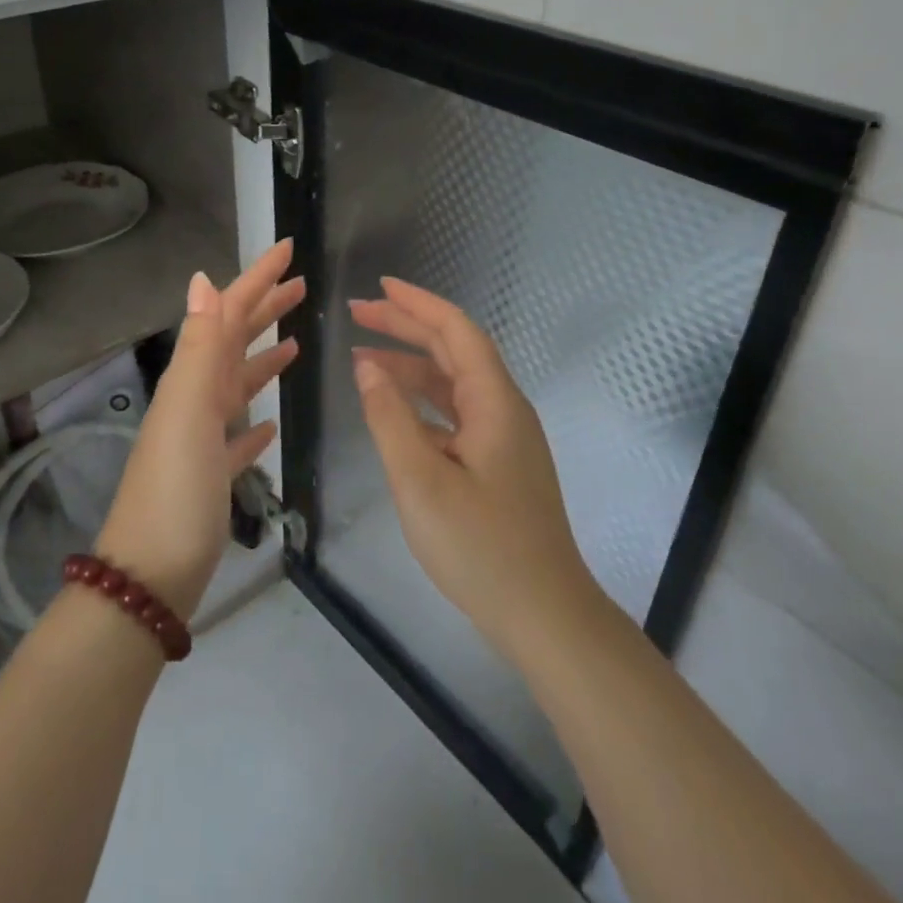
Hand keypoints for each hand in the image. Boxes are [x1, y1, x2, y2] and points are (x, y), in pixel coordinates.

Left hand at [95, 241, 303, 620]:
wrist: (149, 578)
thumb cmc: (177, 491)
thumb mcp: (190, 410)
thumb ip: (201, 346)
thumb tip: (203, 278)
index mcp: (193, 379)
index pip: (229, 312)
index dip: (258, 277)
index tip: (289, 247)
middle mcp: (195, 400)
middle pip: (235, 341)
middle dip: (266, 309)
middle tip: (302, 286)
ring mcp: (201, 439)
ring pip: (238, 385)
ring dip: (264, 359)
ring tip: (295, 344)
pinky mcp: (211, 476)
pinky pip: (237, 436)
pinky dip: (254, 421)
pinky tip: (270, 423)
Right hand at [350, 278, 597, 660]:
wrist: (545, 615)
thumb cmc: (481, 547)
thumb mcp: (420, 481)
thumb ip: (390, 418)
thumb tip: (367, 367)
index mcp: (493, 401)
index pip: (456, 330)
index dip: (417, 304)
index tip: (379, 287)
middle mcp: (503, 409)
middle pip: (453, 350)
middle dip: (406, 327)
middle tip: (358, 314)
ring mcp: (503, 438)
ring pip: (452, 384)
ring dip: (410, 366)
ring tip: (362, 360)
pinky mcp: (498, 464)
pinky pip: (454, 415)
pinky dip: (421, 403)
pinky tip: (393, 412)